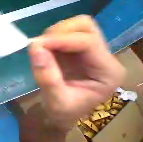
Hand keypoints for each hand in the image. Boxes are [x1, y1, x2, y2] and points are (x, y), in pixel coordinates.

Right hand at [28, 15, 124, 130]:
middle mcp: (103, 58)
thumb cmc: (61, 112)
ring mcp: (89, 52)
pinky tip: (43, 49)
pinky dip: (50, 37)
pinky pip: (64, 34)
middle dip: (60, 32)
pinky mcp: (75, 51)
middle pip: (86, 27)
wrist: (59, 114)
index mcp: (108, 72)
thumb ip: (46, 77)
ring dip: (54, 33)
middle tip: (41, 44)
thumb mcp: (54, 101)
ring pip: (76, 27)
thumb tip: (34, 47)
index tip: (35, 45)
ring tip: (41, 48)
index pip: (88, 42)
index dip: (60, 40)